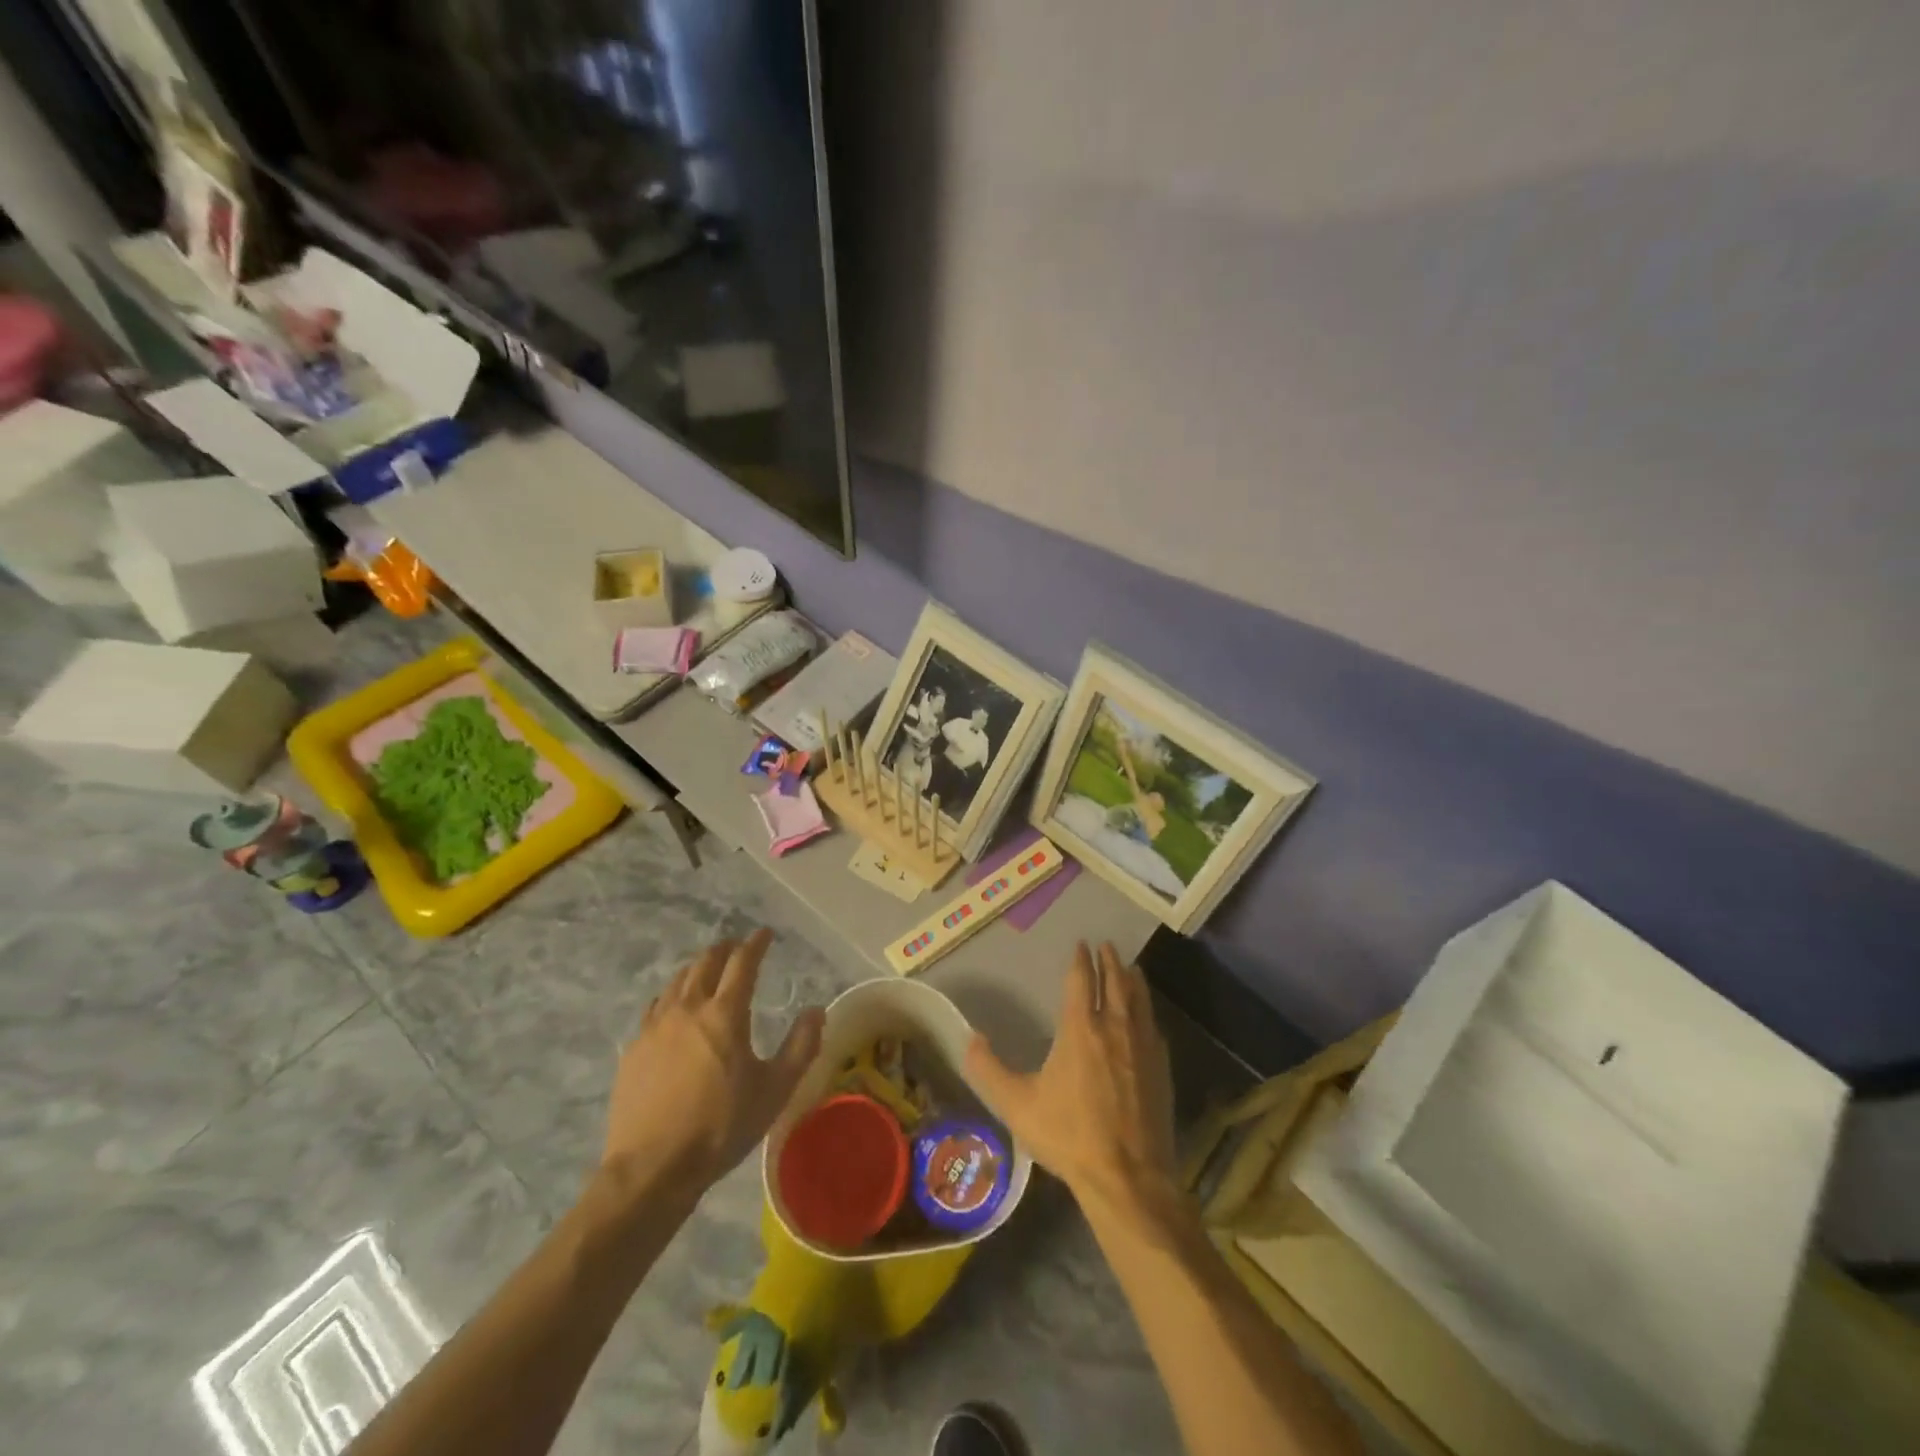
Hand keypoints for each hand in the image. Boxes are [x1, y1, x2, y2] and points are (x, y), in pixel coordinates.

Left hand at [601, 929, 824, 1195]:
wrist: (652, 1169)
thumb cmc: (720, 1128)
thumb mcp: (775, 1091)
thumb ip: (801, 1047)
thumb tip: (816, 1011)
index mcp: (725, 1014)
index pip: (742, 963)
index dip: (755, 944)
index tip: (765, 934)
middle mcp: (688, 1009)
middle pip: (705, 963)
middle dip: (725, 949)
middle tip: (737, 946)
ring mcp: (655, 1027)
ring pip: (677, 980)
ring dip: (697, 967)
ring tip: (707, 969)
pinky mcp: (633, 1049)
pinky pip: (656, 1006)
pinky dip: (672, 994)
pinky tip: (674, 1007)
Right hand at [966, 942, 1177, 1218]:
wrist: (1127, 1176)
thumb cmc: (1069, 1135)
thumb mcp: (1017, 1105)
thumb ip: (989, 1070)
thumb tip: (969, 1039)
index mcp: (1080, 1029)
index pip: (1081, 981)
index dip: (1081, 960)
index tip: (1081, 944)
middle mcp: (1114, 1028)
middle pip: (1115, 982)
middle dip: (1109, 961)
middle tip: (1107, 945)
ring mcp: (1142, 1047)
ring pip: (1139, 1001)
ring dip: (1132, 980)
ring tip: (1130, 968)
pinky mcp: (1161, 1069)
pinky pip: (1153, 1026)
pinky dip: (1147, 1010)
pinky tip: (1147, 1017)